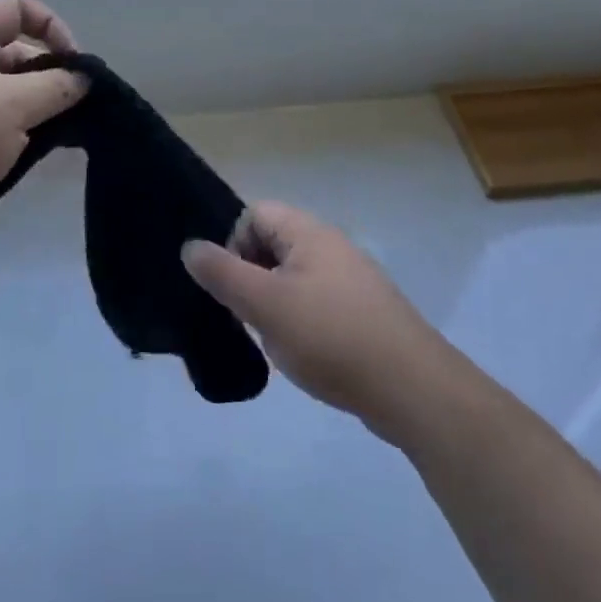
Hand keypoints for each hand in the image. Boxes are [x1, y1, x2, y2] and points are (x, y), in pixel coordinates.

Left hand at [0, 0, 87, 268]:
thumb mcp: (12, 105)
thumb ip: (56, 87)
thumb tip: (84, 79)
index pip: (15, 8)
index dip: (49, 25)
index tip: (72, 62)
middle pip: (18, 53)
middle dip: (51, 75)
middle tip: (77, 106)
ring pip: (11, 95)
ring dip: (40, 110)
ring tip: (63, 135)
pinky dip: (22, 136)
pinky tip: (38, 157)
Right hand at [182, 201, 460, 441]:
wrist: (411, 387)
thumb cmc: (331, 337)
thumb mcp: (266, 305)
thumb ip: (224, 274)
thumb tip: (190, 247)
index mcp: (308, 232)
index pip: (254, 215)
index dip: (235, 247)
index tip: (235, 290)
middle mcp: (330, 244)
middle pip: (273, 245)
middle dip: (253, 280)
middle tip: (252, 320)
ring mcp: (350, 278)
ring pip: (293, 277)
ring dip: (275, 305)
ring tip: (278, 343)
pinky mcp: (363, 310)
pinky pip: (317, 302)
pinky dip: (302, 322)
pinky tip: (306, 355)